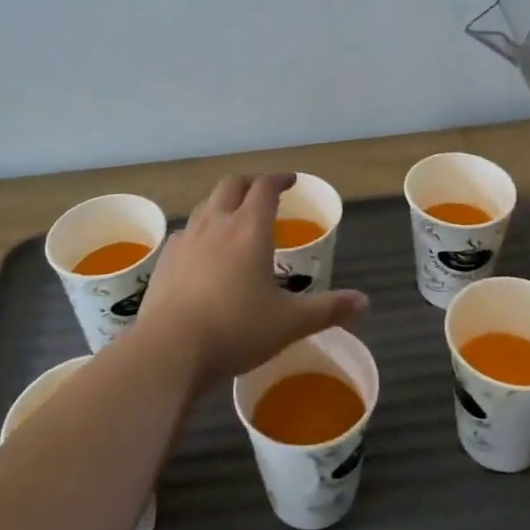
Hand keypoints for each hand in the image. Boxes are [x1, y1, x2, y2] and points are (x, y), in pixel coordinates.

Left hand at [137, 173, 367, 386]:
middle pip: (231, 185)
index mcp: (249, 228)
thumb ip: (327, 309)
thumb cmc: (236, 330)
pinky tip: (203, 254)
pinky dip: (200, 232)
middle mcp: (217, 223)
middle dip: (249, 183)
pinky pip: (186, 233)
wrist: (170, 349)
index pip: (265, 187)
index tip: (290, 182)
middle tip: (263, 194)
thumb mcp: (289, 323)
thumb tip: (364, 302)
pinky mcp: (165, 260)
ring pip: (206, 205)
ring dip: (222, 204)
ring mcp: (187, 239)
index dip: (280, 179)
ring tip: (234, 220)